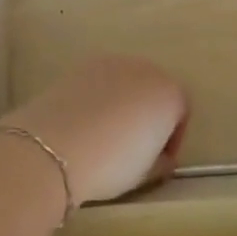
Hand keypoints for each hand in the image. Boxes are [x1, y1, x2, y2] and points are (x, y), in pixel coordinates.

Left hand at [0, 56, 188, 204]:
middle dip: (149, 114)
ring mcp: (112, 63)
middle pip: (155, 90)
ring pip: (127, 83)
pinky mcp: (82, 66)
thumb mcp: (147, 173)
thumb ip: (162, 160)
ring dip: (123, 103)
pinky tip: (84, 123)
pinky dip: (98, 97)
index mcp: (170, 93)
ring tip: (105, 134)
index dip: (173, 138)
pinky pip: (100, 82)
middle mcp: (146, 69)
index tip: (160, 160)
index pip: (182, 111)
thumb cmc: (112, 163)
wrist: (54, 147)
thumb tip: (162, 158)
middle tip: (134, 146)